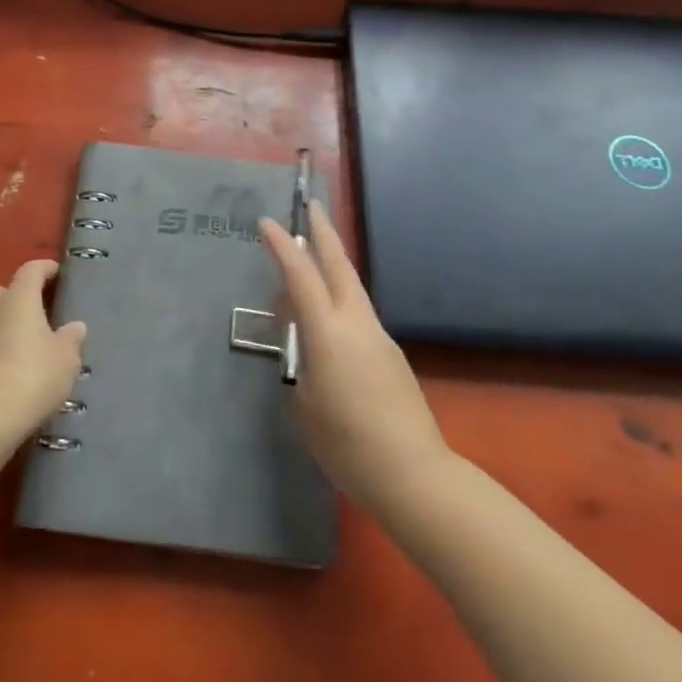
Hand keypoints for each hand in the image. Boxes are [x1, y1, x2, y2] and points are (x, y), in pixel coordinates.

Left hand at [0, 259, 87, 447]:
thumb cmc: (32, 376)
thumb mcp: (66, 358)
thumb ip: (71, 338)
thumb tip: (74, 326)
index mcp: (18, 298)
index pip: (31, 270)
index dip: (45, 268)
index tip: (59, 274)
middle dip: (14, 294)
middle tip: (36, 309)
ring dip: (6, 324)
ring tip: (31, 344)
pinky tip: (17, 368)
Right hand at [261, 203, 448, 514]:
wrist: (414, 475)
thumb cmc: (347, 445)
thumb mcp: (304, 408)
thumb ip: (300, 369)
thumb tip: (304, 353)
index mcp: (329, 333)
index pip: (301, 276)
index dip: (283, 246)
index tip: (267, 222)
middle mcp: (356, 323)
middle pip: (339, 265)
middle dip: (323, 233)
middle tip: (312, 206)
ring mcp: (378, 336)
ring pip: (352, 287)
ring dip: (331, 266)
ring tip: (309, 263)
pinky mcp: (390, 354)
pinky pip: (358, 314)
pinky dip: (339, 302)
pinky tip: (327, 325)